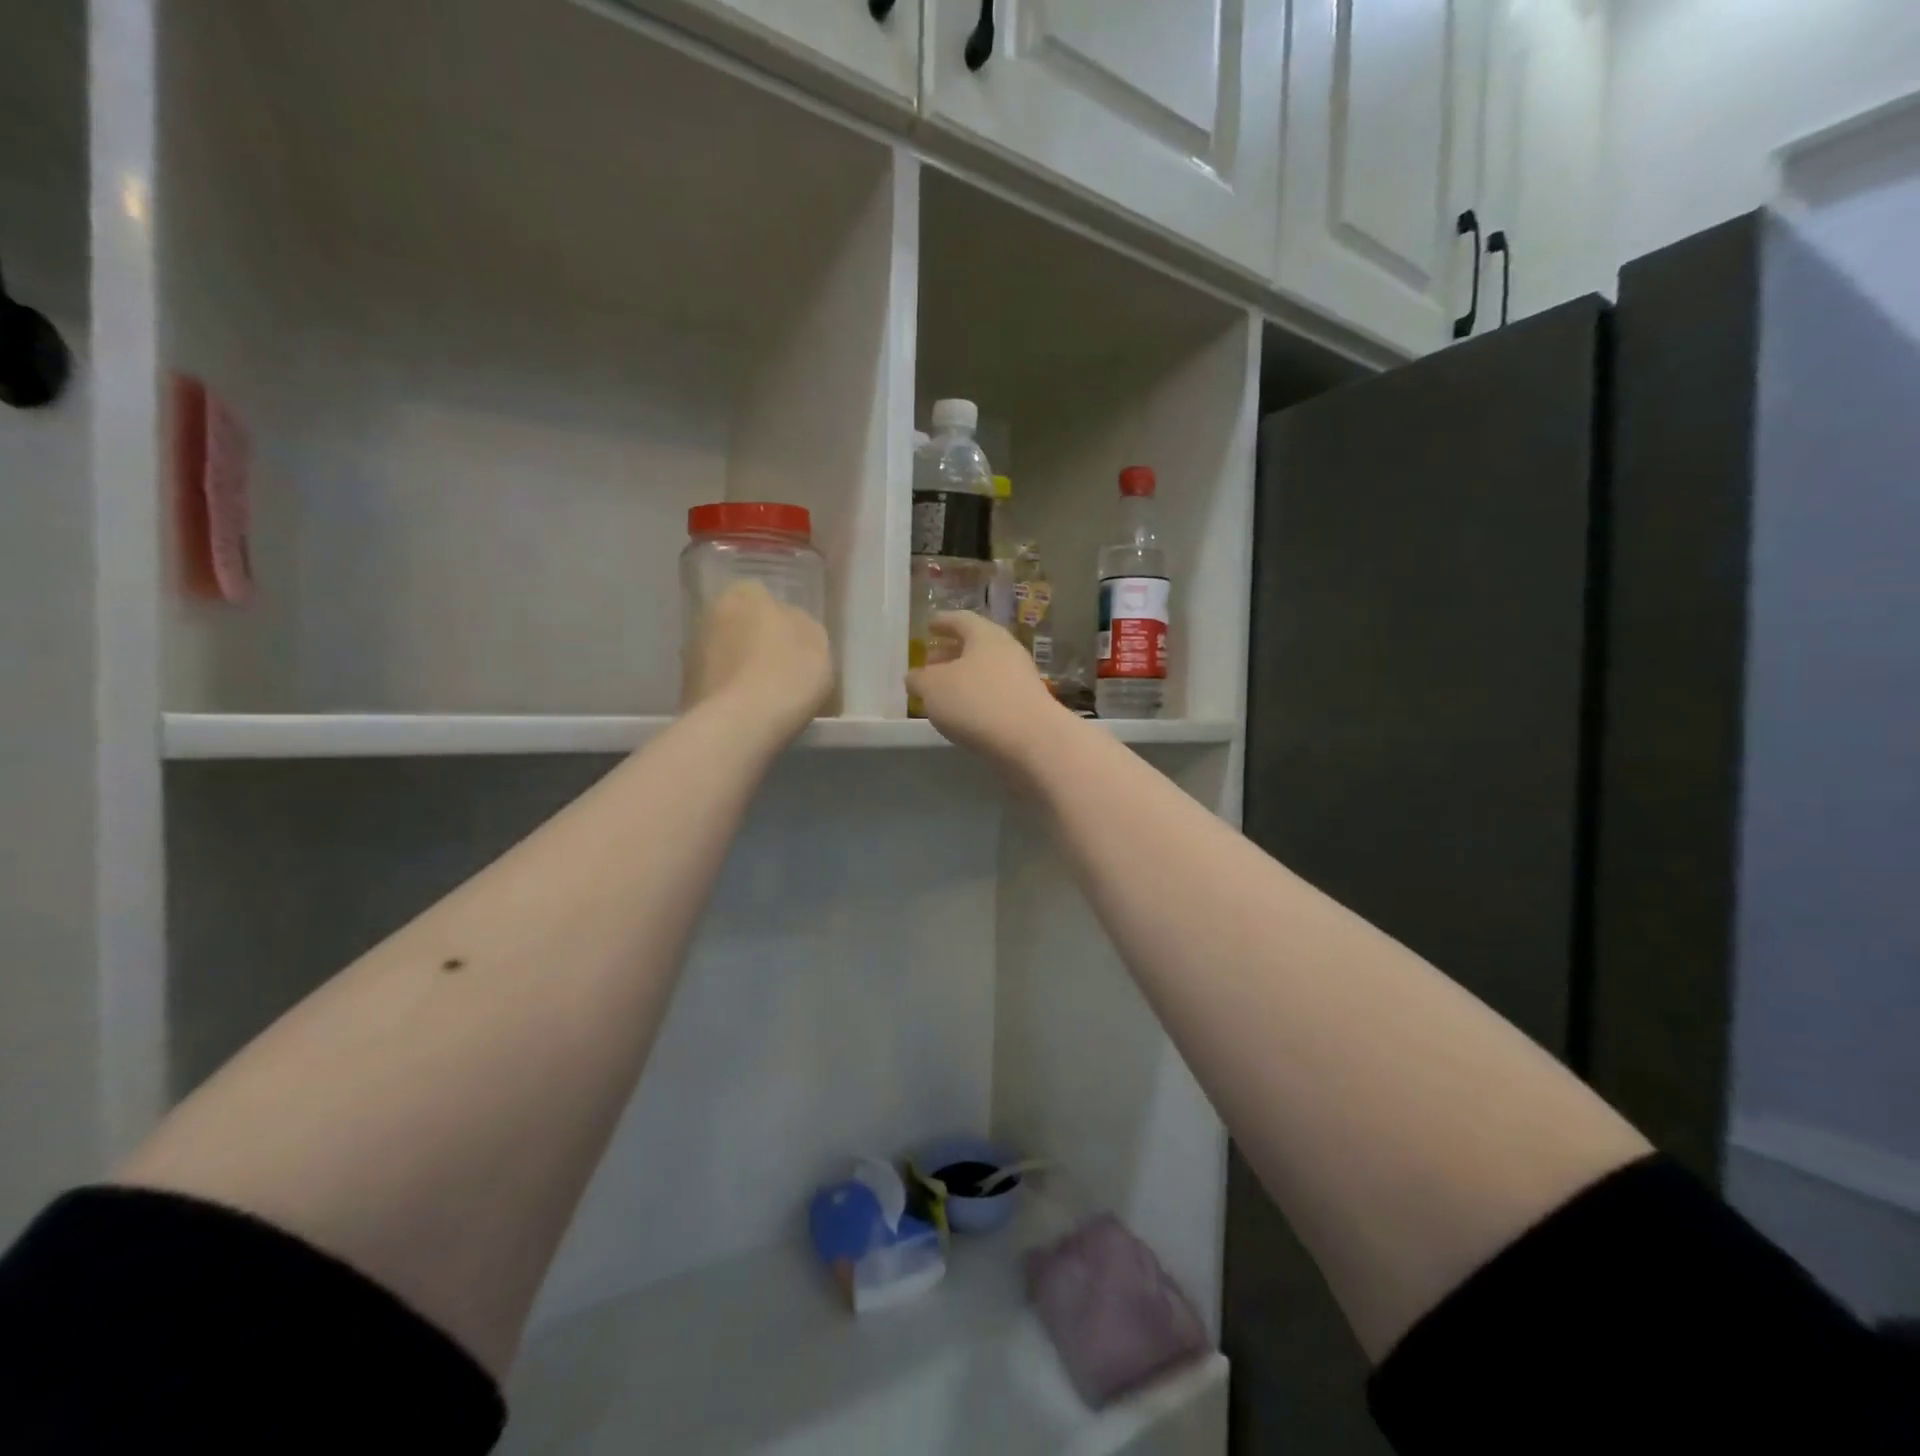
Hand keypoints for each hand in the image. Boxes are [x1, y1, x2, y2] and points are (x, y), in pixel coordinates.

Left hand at [682, 582, 832, 743]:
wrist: (740, 724)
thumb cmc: (788, 674)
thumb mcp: (818, 644)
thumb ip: (802, 625)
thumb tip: (789, 623)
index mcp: (746, 595)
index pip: (762, 595)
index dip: (778, 618)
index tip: (792, 642)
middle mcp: (712, 613)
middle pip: (738, 622)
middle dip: (753, 639)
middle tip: (778, 666)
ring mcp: (693, 650)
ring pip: (723, 651)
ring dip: (738, 664)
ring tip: (762, 692)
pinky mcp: (684, 685)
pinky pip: (715, 680)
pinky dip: (727, 689)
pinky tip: (745, 709)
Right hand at [906, 611, 1065, 765]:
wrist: (1032, 741)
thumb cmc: (977, 702)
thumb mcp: (933, 688)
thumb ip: (919, 679)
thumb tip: (915, 677)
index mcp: (985, 635)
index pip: (961, 620)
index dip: (942, 622)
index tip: (929, 626)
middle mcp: (1007, 651)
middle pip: (975, 646)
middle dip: (951, 652)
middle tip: (930, 661)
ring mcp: (1021, 679)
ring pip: (985, 671)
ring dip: (963, 678)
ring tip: (941, 692)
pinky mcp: (1026, 707)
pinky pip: (995, 694)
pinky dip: (976, 698)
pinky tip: (963, 714)